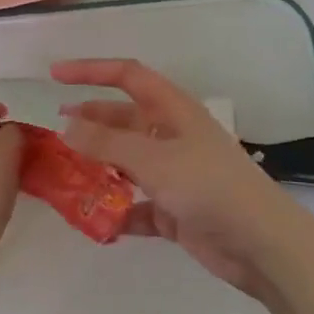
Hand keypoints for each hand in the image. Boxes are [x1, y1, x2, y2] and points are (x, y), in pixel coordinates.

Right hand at [53, 59, 313, 296]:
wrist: (260, 243)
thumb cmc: (208, 186)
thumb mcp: (153, 159)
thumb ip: (106, 143)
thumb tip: (66, 126)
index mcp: (173, 110)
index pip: (128, 76)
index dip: (91, 71)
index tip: (55, 75)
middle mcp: (173, 136)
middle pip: (124, 119)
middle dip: (90, 121)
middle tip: (54, 131)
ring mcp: (175, 173)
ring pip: (127, 162)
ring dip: (99, 167)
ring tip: (64, 175)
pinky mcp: (176, 210)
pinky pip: (137, 205)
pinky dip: (117, 211)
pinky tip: (95, 221)